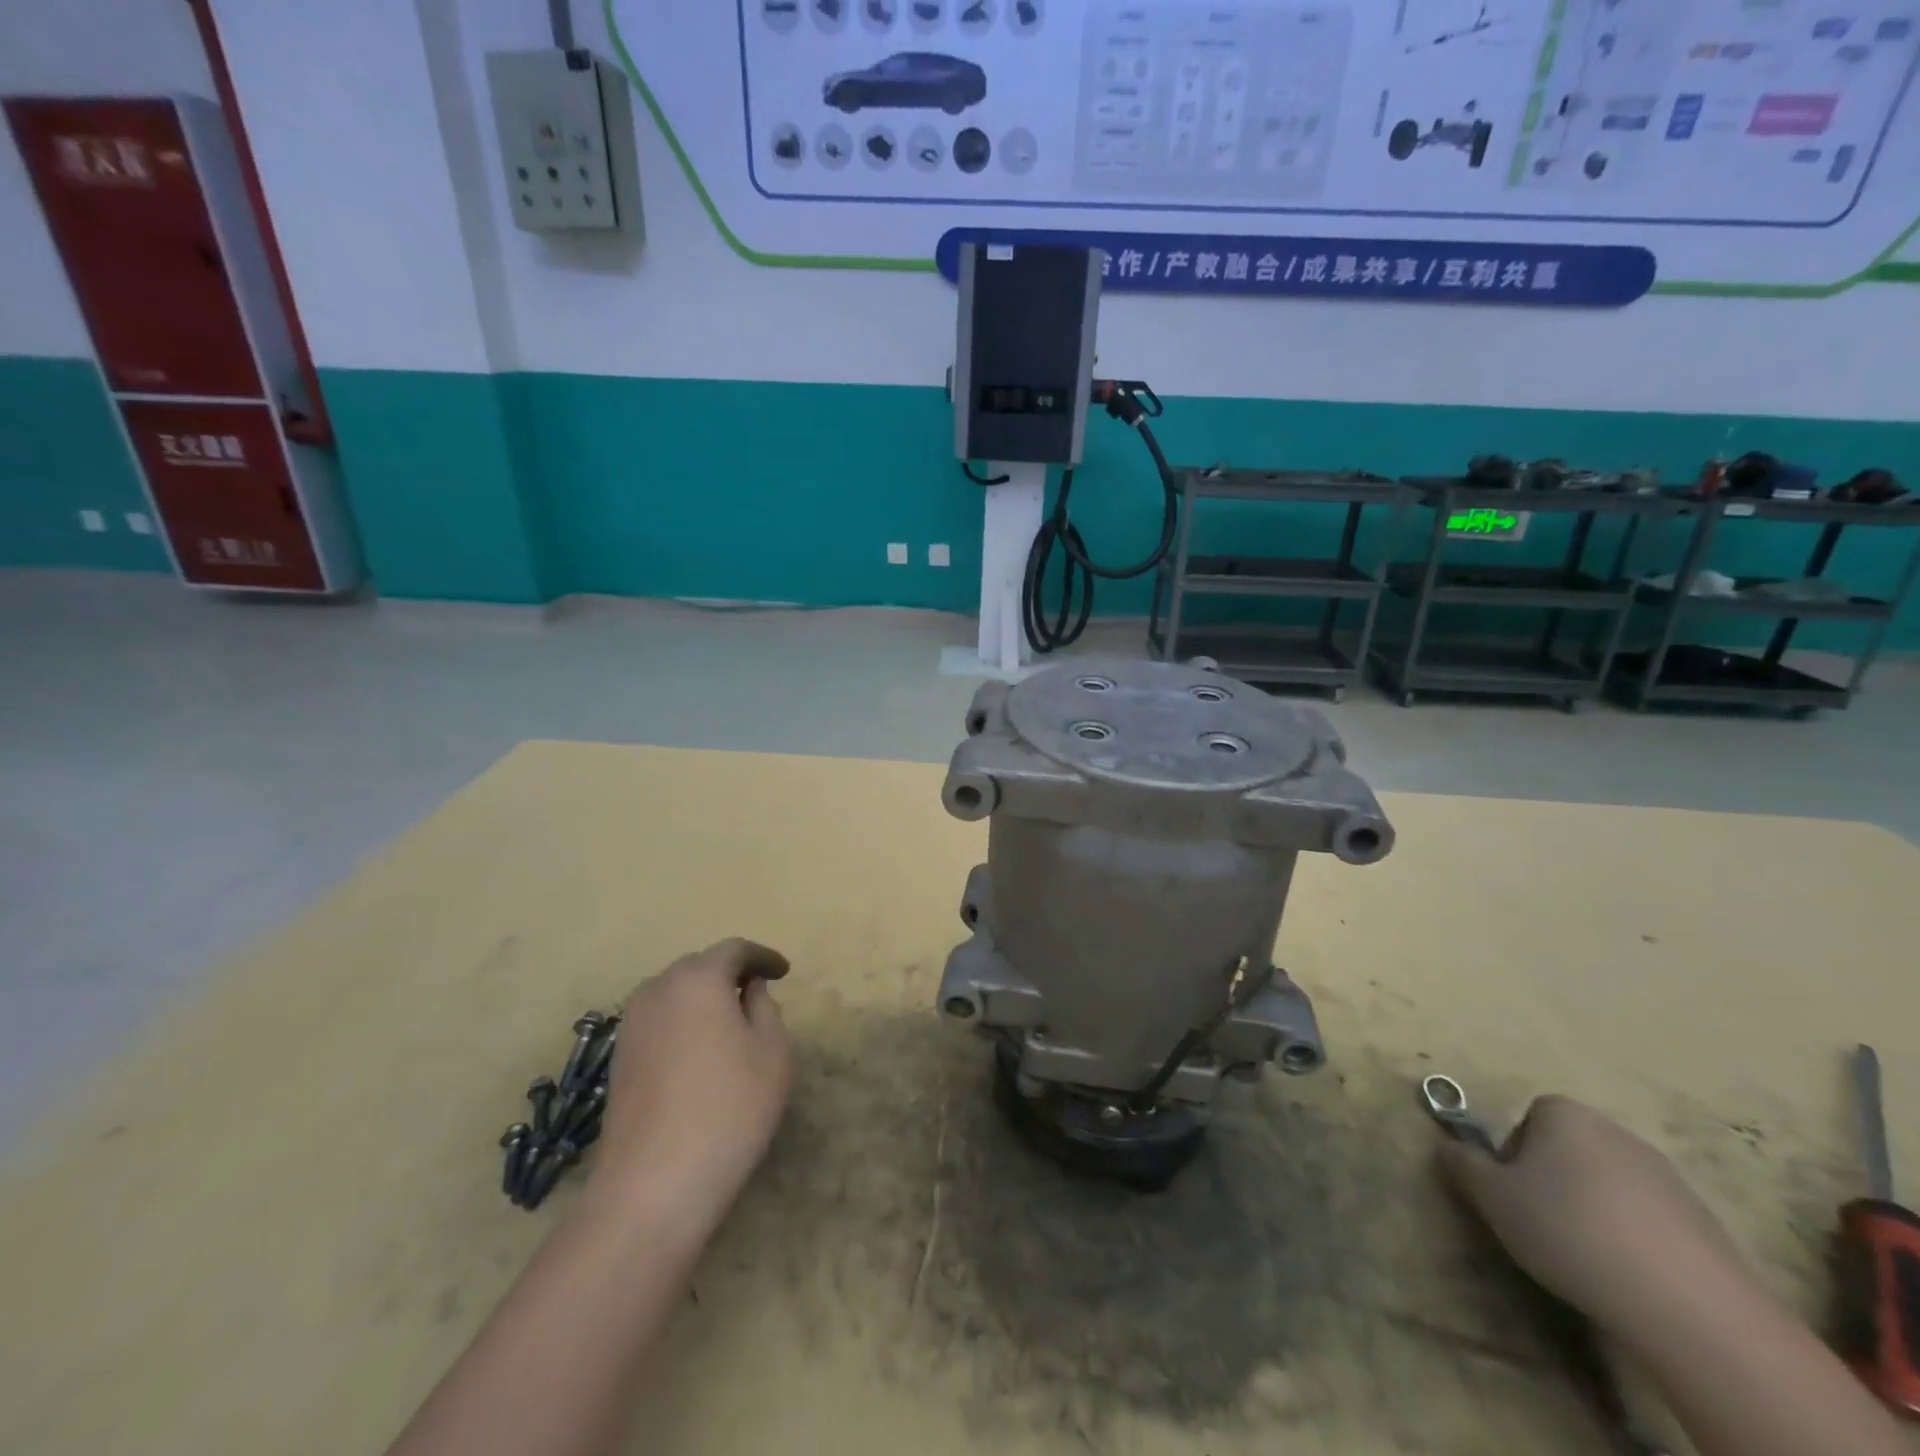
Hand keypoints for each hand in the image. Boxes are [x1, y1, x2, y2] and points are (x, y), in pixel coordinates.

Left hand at [595, 939, 793, 1224]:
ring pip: (674, 994)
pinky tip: (699, 1051)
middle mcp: (657, 990)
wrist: (653, 1185)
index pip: (734, 950)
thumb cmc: (729, 1108)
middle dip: (730, 973)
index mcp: (698, 979)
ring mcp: (631, 1026)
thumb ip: (765, 1008)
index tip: (784, 972)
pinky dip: (682, 1022)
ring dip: (703, 998)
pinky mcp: (618, 1059)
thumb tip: (748, 990)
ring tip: (729, 1021)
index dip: (762, 957)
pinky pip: (658, 1021)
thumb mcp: (772, 1052)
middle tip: (758, 992)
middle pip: (699, 967)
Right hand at [1438, 1095, 1746, 1344]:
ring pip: (1611, 1185)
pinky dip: (1636, 1240)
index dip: (1515, 1155)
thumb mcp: (1492, 1197)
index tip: (1514, 1194)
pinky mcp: (1706, 1224)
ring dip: (1596, 1211)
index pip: (1529, 1119)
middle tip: (1543, 1223)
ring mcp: (1668, 1177)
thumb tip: (1446, 1145)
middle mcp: (1616, 1131)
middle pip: (1571, 1149)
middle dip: (1556, 1180)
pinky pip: (1651, 1221)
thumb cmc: (1567, 1228)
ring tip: (1588, 1256)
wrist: (1685, 1303)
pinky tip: (1630, 1276)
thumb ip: (1463, 1164)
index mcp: (1564, 1113)